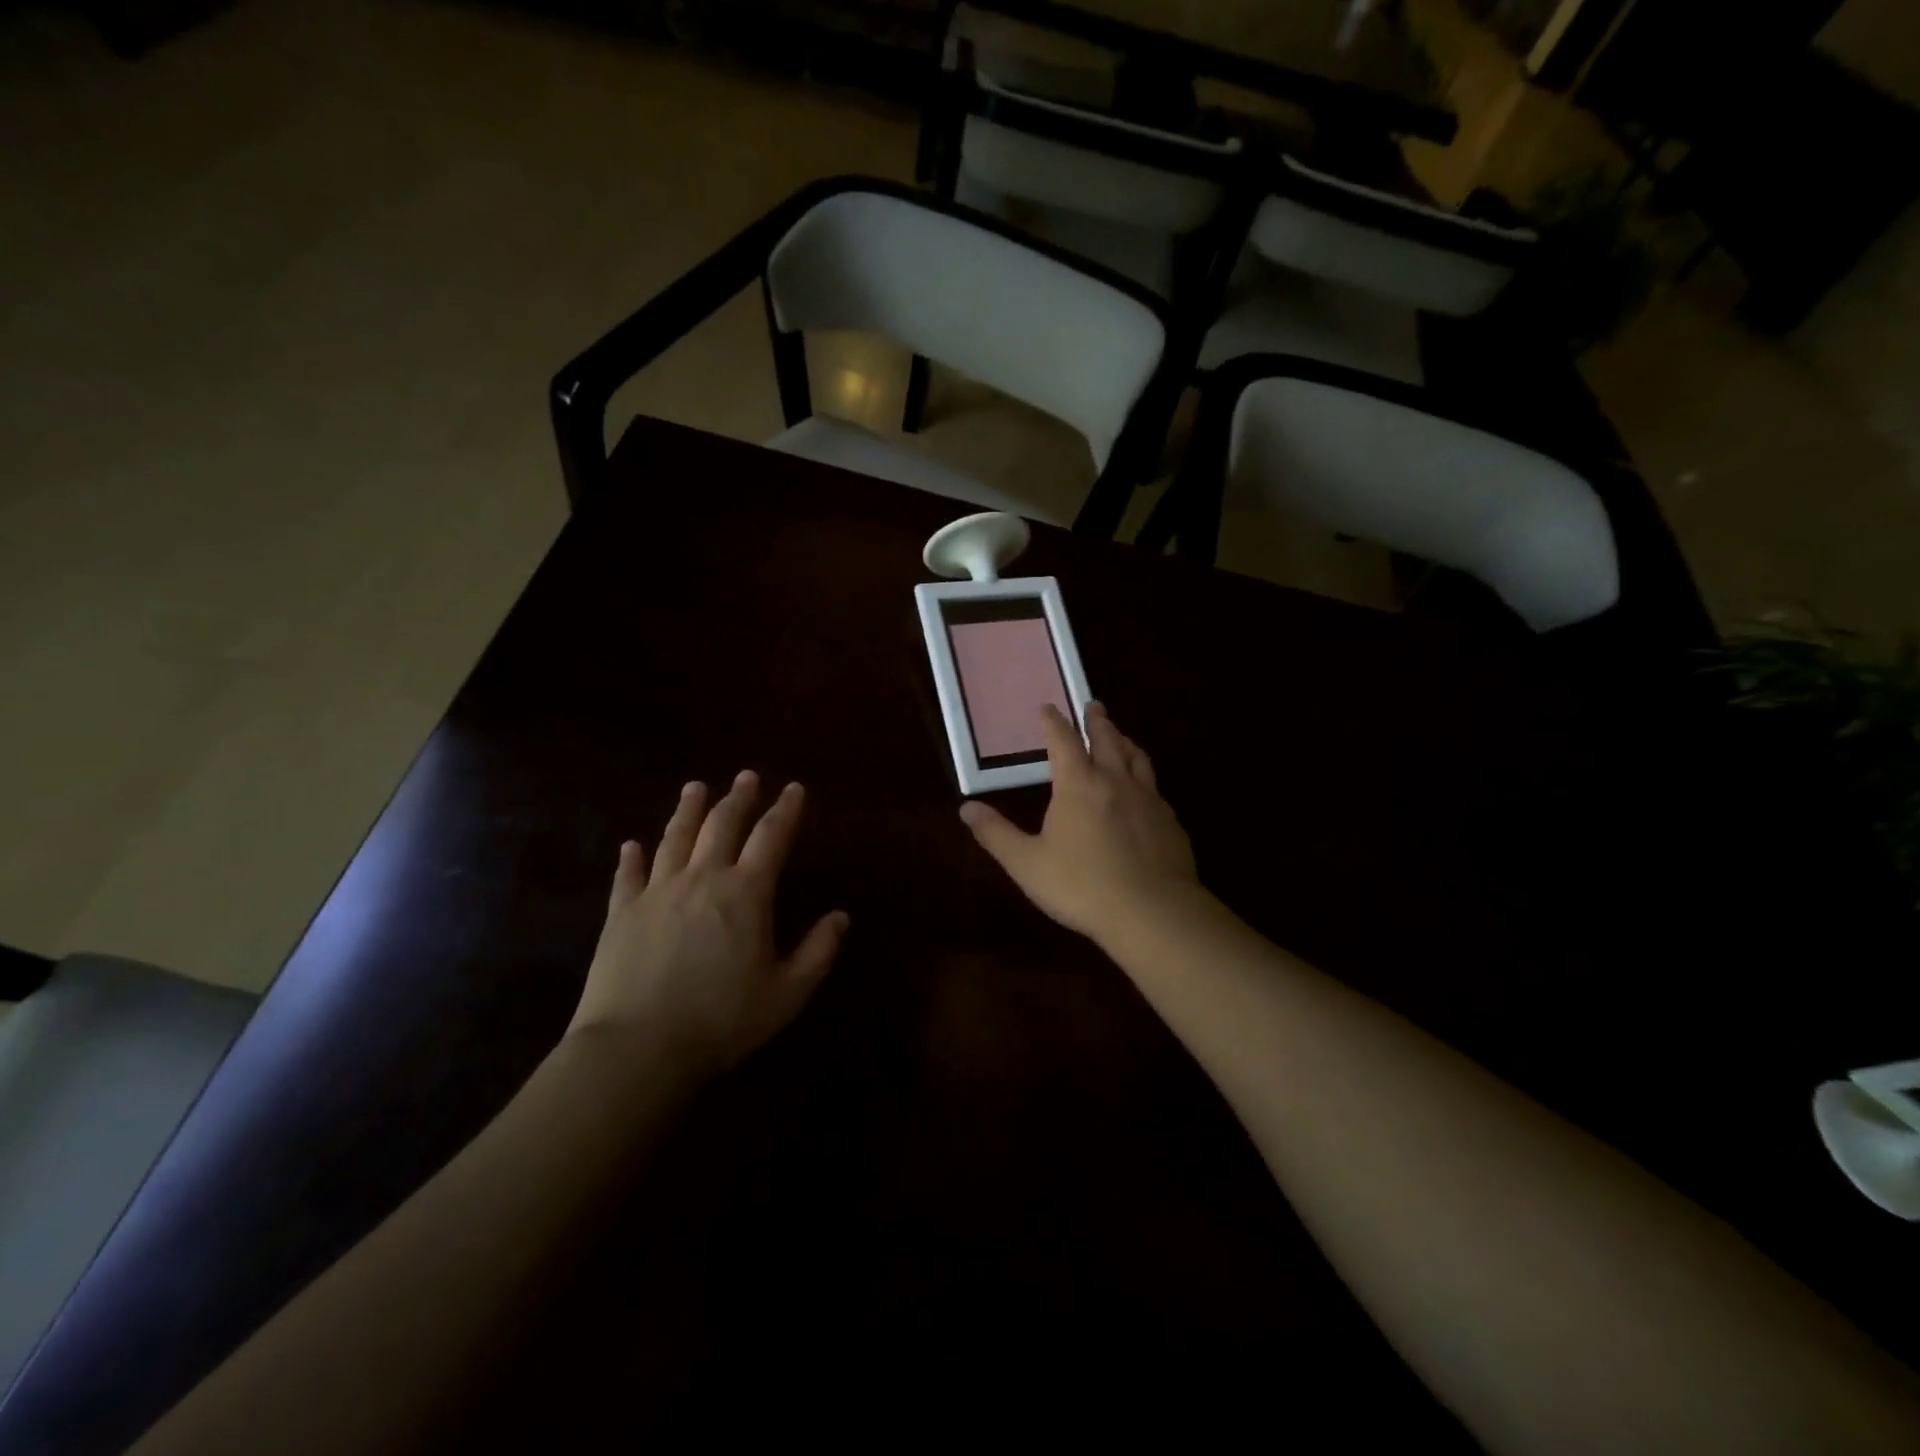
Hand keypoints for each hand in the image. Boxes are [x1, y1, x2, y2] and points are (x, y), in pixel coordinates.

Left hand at [567, 772, 848, 1079]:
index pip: (771, 838)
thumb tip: (841, 916)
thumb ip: (818, 952)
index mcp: (746, 894)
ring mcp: (657, 892)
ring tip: (695, 787)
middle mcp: (702, 879)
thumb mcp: (786, 994)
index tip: (794, 788)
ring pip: (675, 838)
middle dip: (738, 798)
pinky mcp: (621, 913)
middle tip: (746, 776)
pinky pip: (628, 875)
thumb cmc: (721, 1020)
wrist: (637, 1047)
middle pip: (721, 825)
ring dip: (688, 810)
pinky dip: (632, 856)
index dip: (785, 810)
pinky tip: (632, 844)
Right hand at [959, 702, 1199, 945]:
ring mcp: (1148, 800)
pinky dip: (1146, 777)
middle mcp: (1115, 781)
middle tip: (1093, 705)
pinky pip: (1156, 788)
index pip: (1063, 741)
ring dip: (1125, 741)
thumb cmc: (1081, 885)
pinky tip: (1146, 790)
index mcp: (1078, 784)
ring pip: (1137, 758)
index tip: (1048, 707)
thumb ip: (996, 834)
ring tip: (1121, 735)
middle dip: (1097, 721)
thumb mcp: (1027, 863)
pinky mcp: (1170, 822)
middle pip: (1107, 740)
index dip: (1054, 722)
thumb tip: (966, 807)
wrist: (1152, 912)